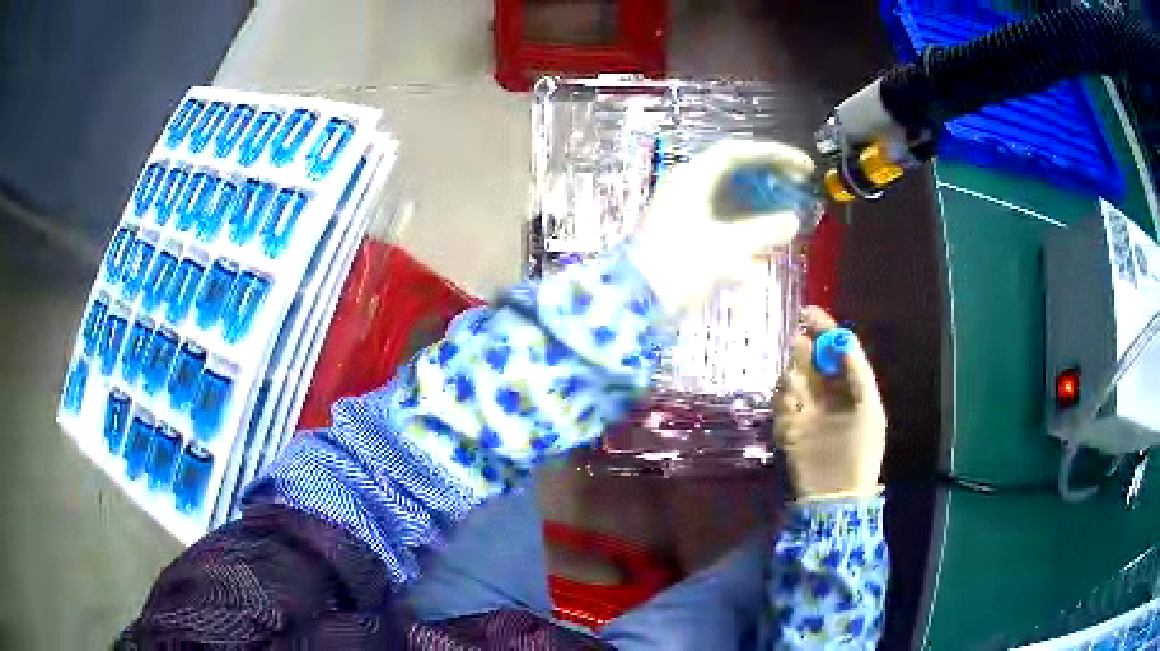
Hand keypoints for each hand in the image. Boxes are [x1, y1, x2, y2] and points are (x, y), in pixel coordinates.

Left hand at [628, 140, 814, 318]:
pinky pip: (722, 222)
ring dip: (759, 208)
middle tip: (799, 187)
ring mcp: (683, 210)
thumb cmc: (679, 268)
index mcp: (692, 178)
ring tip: (787, 219)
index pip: (737, 153)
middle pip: (735, 173)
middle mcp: (686, 187)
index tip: (804, 167)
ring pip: (731, 199)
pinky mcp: (684, 233)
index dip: (774, 155)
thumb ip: (764, 230)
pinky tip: (759, 251)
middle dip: (770, 181)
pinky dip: (743, 232)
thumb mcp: (728, 248)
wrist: (635, 305)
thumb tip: (793, 221)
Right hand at [773, 307, 886, 500]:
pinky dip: (783, 400)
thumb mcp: (870, 410)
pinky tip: (792, 407)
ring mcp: (807, 412)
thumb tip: (844, 341)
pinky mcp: (789, 429)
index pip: (836, 352)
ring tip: (798, 386)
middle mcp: (827, 396)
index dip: (825, 330)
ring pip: (793, 380)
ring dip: (793, 376)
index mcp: (850, 389)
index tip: (809, 313)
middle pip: (812, 361)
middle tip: (799, 345)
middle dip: (804, 349)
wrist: (838, 495)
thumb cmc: (861, 451)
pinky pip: (781, 405)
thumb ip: (859, 374)